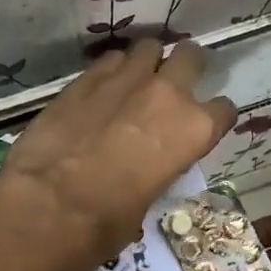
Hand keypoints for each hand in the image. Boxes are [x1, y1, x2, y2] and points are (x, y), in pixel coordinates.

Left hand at [0, 40, 236, 270]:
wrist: (46, 206)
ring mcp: (124, 80)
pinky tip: (101, 89)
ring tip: (135, 80)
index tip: (201, 126)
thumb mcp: (147, 201)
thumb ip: (156, 170)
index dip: (213, 118)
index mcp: (193, 131)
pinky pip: (109, 61)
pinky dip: (111, 71)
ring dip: (146, 63)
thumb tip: (143, 169)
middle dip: (187, 67)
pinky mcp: (84, 78)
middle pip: (191, 57)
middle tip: (175, 83)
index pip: (223, 110)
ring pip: (148, 48)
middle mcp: (166, 95)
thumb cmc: (106, 223)